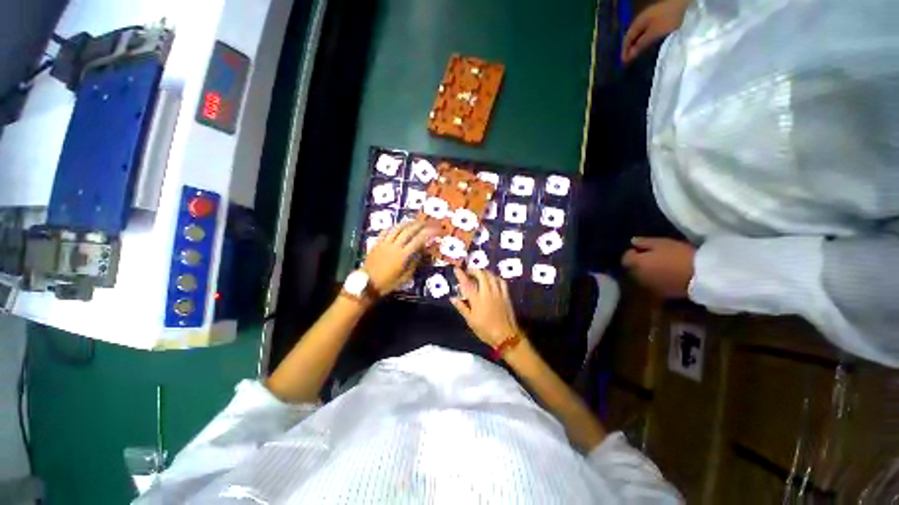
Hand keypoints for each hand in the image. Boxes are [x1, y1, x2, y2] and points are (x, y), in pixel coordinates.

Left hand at [364, 221, 438, 294]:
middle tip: (424, 222)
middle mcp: (394, 246)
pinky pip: (385, 232)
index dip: (427, 234)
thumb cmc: (387, 283)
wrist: (366, 284)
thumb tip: (419, 255)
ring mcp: (384, 244)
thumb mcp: (404, 278)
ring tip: (412, 221)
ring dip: (406, 223)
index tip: (433, 230)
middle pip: (408, 231)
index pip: (418, 241)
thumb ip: (413, 265)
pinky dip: (392, 227)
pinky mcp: (376, 244)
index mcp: (403, 256)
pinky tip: (396, 226)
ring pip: (396, 229)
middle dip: (418, 225)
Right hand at [451, 268, 522, 347]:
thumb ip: (462, 307)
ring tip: (479, 273)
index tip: (457, 268)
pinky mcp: (506, 295)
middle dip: (474, 270)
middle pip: (481, 275)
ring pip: (491, 276)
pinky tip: (493, 279)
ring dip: (484, 272)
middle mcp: (487, 293)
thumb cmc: (485, 330)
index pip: (467, 283)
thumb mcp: (470, 321)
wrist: (505, 336)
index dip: (461, 275)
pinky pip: (501, 282)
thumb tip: (453, 298)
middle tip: (469, 271)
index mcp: (477, 300)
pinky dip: (495, 277)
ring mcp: (498, 293)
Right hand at [621, 0, 688, 62]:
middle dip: (631, 51)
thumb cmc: (670, 17)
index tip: (624, 65)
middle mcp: (642, 21)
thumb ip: (641, 45)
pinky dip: (646, 43)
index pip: (626, 40)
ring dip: (639, 47)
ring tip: (639, 58)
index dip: (624, 53)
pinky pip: (648, 34)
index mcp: (638, 22)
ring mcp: (651, 19)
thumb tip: (629, 57)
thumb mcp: (654, 33)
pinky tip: (649, 49)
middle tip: (631, 64)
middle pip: (633, 38)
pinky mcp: (660, 20)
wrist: (687, 3)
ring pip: (640, 36)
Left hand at [622, 237, 695, 297]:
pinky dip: (656, 279)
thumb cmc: (679, 255)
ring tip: (661, 265)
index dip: (633, 252)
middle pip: (632, 268)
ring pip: (642, 277)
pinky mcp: (661, 293)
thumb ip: (644, 242)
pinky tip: (668, 275)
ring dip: (647, 271)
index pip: (625, 258)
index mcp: (635, 263)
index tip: (643, 248)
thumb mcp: (661, 243)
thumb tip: (633, 241)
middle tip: (652, 256)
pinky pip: (654, 284)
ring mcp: (648, 286)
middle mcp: (637, 276)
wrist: (701, 277)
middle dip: (639, 262)